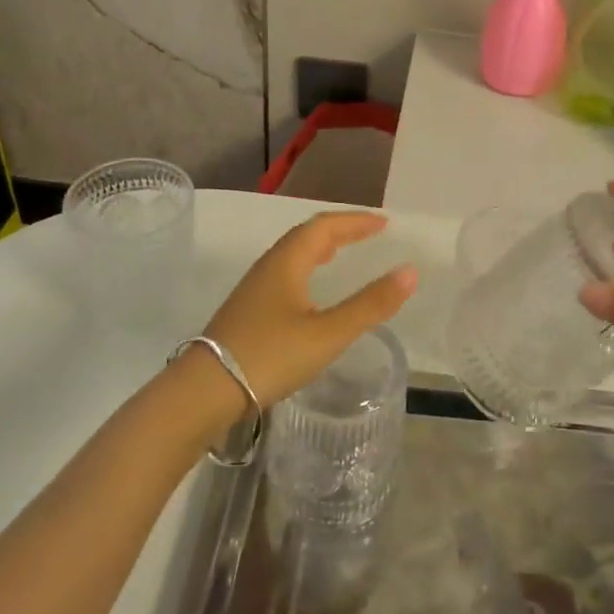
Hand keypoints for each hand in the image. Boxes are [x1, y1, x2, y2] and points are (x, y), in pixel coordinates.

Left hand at [200, 211, 417, 407]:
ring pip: (292, 255)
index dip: (355, 221)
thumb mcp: (328, 333)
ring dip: (320, 248)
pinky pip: (284, 274)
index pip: (324, 226)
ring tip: (341, 254)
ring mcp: (253, 289)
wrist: (204, 392)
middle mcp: (268, 267)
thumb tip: (409, 272)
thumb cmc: (269, 356)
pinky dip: (306, 269)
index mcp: (287, 262)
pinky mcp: (247, 311)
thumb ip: (370, 305)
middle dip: (340, 231)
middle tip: (369, 234)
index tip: (383, 223)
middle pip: (306, 236)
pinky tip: (310, 293)